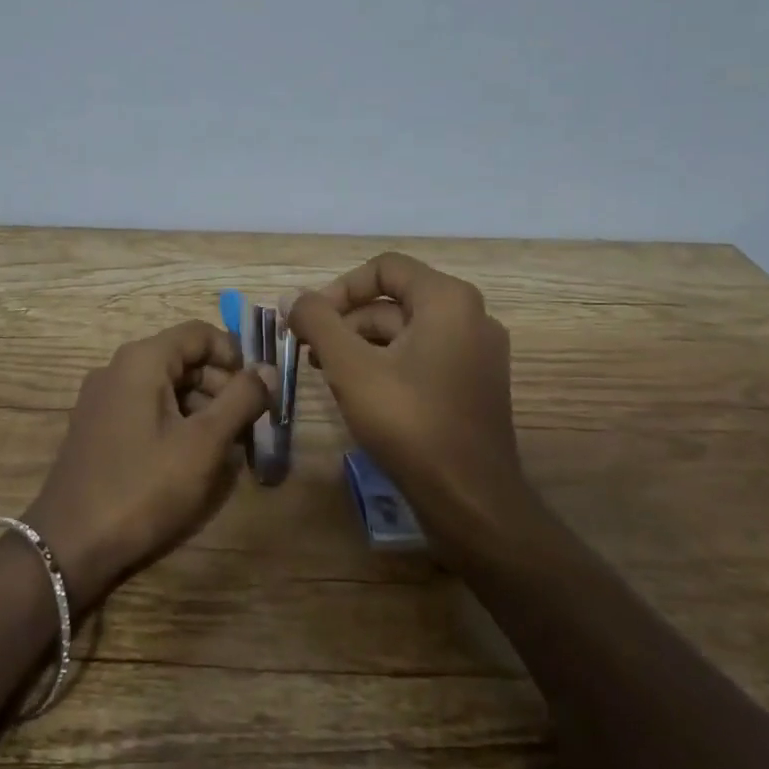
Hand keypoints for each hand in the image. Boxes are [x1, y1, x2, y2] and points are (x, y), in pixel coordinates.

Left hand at [23, 320, 271, 608]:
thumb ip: (241, 400)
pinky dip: (175, 423)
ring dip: (201, 409)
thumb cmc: (144, 487)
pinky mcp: (97, 428)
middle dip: (221, 387)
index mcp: (141, 360)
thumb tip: (268, 370)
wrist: (70, 545)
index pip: (199, 333)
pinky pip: (146, 410)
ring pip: (166, 387)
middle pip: (183, 360)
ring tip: (224, 450)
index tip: (257, 393)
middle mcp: (117, 369)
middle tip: (247, 427)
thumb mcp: (204, 444)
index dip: (234, 356)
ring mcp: (102, 399)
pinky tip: (190, 460)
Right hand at [286, 253, 525, 528]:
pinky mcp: (473, 384)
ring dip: (362, 345)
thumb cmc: (410, 424)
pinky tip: (359, 393)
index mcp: (448, 300)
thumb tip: (291, 295)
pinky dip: (387, 365)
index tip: (309, 320)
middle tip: (308, 350)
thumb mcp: (351, 368)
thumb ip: (317, 323)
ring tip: (325, 374)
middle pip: (394, 300)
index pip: (385, 268)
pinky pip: (423, 357)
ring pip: (406, 332)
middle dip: (346, 321)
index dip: (340, 288)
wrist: (471, 501)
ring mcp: (477, 353)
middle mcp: (471, 316)